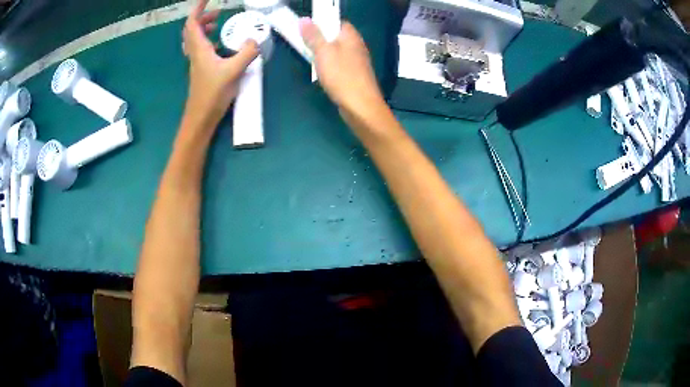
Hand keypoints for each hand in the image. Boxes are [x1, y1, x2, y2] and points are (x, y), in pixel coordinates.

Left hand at [182, 0, 258, 127]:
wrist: (201, 118)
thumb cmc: (213, 94)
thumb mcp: (234, 71)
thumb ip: (247, 52)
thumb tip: (256, 39)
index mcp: (199, 49)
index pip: (192, 23)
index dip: (198, 9)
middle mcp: (195, 53)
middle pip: (191, 30)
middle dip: (202, 17)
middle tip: (217, 12)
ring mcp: (197, 62)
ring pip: (195, 40)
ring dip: (203, 28)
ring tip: (217, 24)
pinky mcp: (201, 70)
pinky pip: (201, 49)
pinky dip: (208, 41)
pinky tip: (220, 44)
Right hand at [299, 18, 383, 114]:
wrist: (360, 106)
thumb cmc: (342, 76)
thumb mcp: (323, 52)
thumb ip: (313, 36)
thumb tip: (304, 19)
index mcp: (351, 36)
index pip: (338, 22)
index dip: (323, 23)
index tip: (307, 29)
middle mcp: (356, 46)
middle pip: (336, 37)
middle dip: (321, 39)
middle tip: (304, 43)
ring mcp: (357, 61)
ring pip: (337, 51)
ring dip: (324, 53)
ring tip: (310, 57)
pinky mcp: (354, 75)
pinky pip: (339, 64)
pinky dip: (329, 65)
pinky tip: (321, 72)